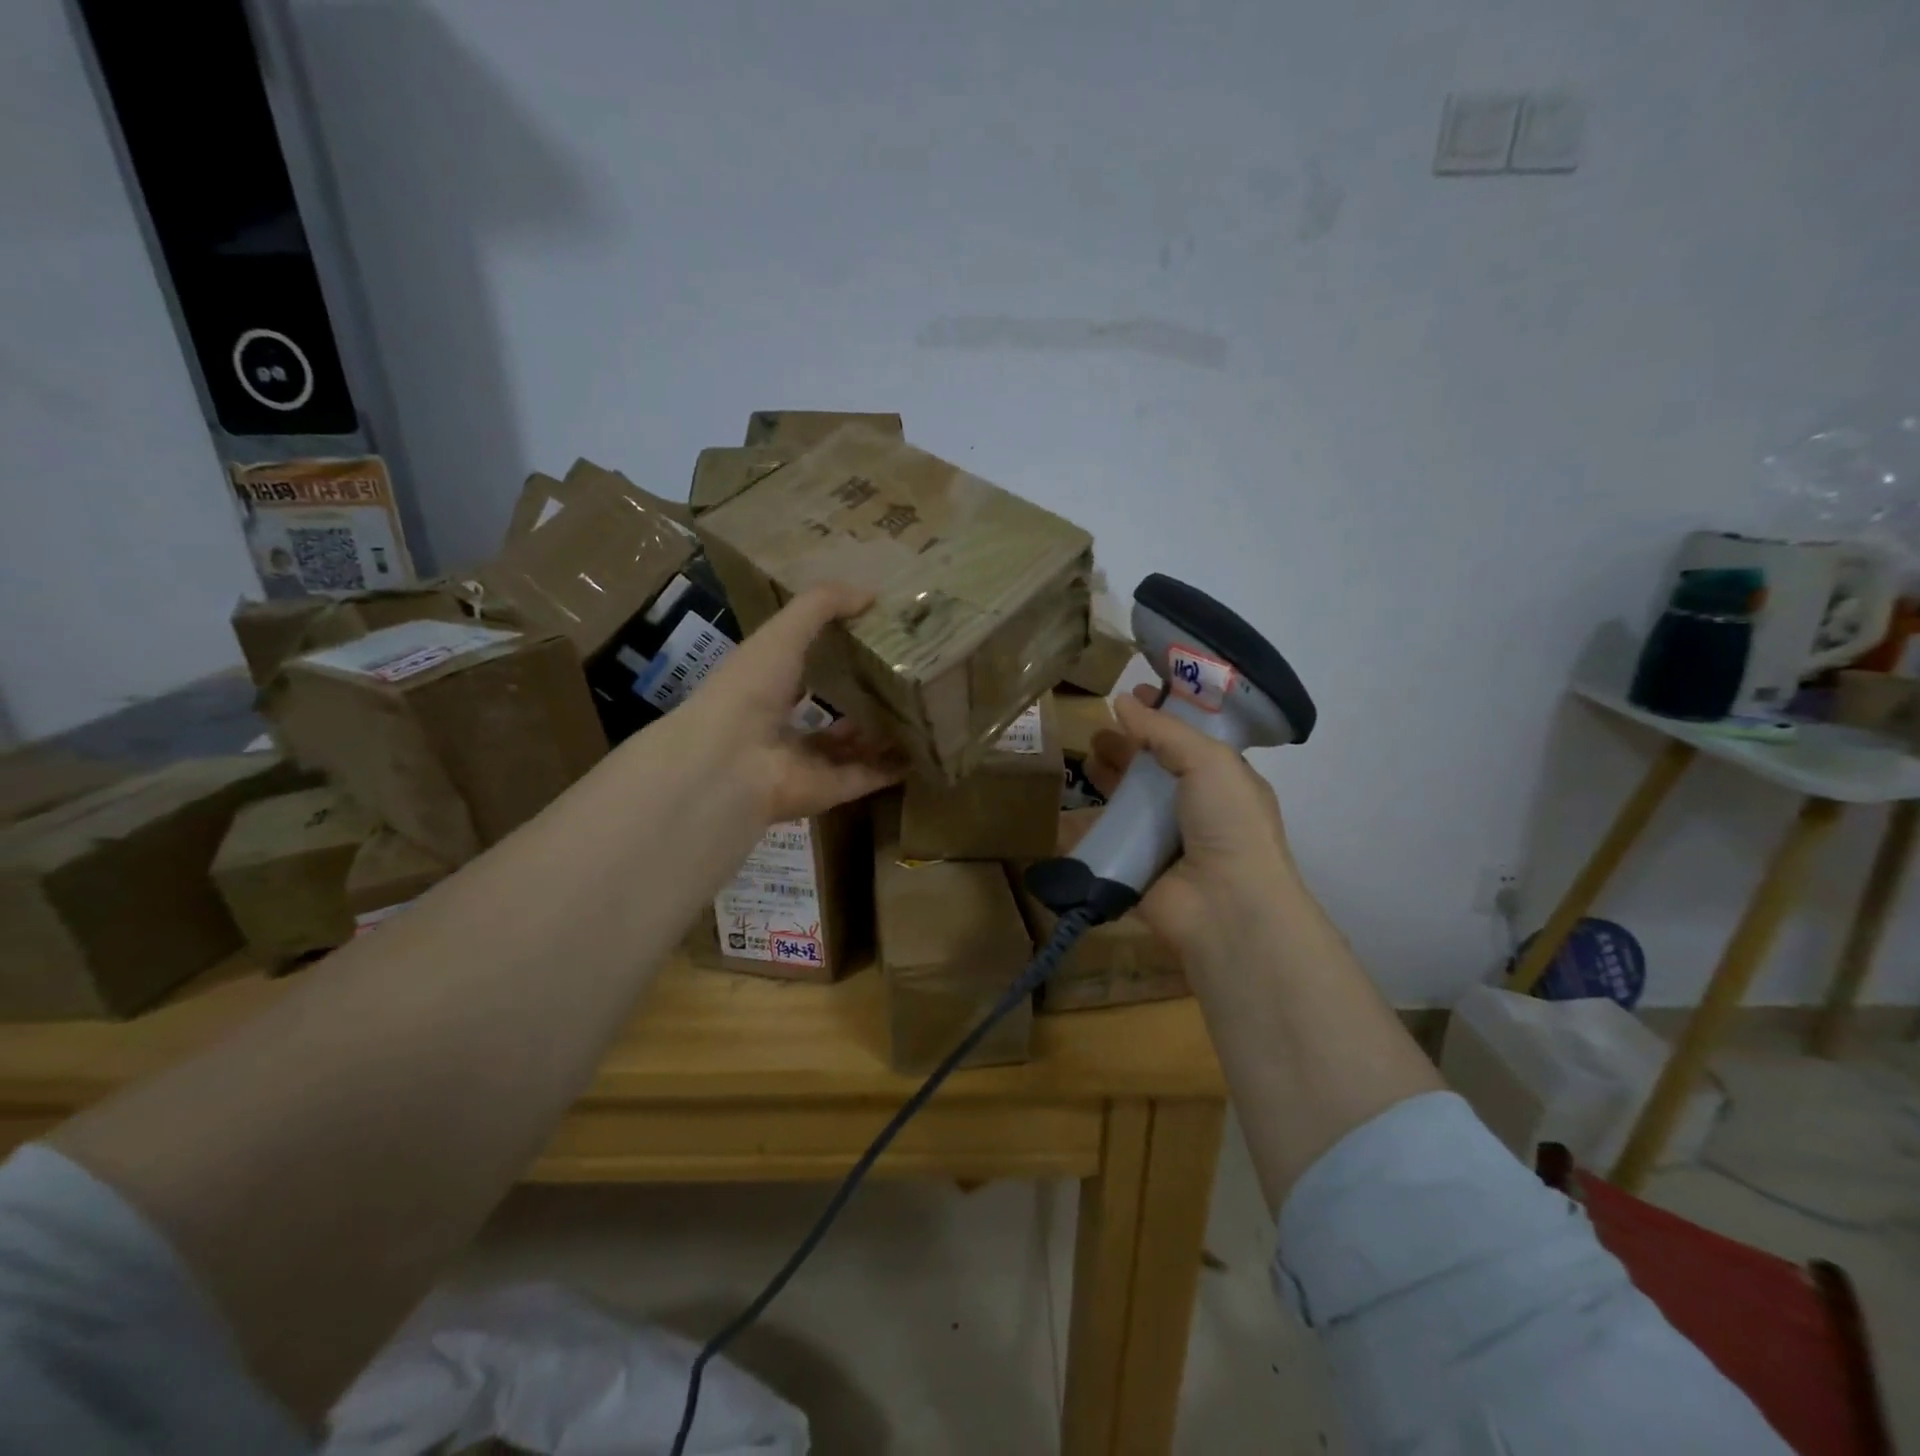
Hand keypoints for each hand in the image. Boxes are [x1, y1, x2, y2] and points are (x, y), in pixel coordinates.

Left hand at [673, 584, 904, 822]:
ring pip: (849, 749)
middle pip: (828, 713)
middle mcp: (784, 726)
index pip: (801, 667)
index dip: (830, 652)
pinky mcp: (829, 791)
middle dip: (859, 699)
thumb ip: (821, 606)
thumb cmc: (750, 688)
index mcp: (765, 686)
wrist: (730, 762)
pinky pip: (866, 777)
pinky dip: (891, 768)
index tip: (871, 637)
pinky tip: (921, 752)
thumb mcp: (783, 632)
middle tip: (902, 679)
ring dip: (878, 734)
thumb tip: (872, 593)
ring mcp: (806, 762)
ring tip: (917, 712)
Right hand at [1082, 685, 1300, 967]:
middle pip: (1152, 770)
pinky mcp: (1134, 870)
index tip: (1130, 694)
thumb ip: (1165, 731)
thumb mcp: (1209, 762)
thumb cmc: (1228, 823)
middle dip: (1126, 748)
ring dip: (1106, 781)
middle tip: (1096, 730)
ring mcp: (1163, 842)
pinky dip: (1082, 828)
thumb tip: (1123, 701)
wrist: (1225, 906)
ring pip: (1127, 804)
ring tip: (1083, 759)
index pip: (1187, 740)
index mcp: (1222, 781)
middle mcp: (1193, 809)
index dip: (1161, 716)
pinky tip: (1061, 811)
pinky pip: (1104, 843)